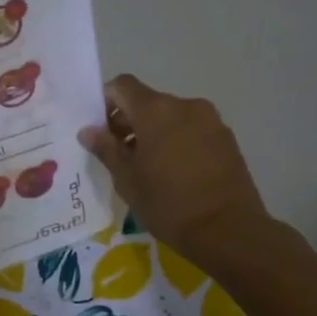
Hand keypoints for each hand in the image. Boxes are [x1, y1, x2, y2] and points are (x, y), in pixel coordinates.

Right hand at [79, 75, 272, 266]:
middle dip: (129, 121)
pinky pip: (192, 130)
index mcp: (156, 110)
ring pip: (171, 116)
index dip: (106, 101)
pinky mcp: (226, 138)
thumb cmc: (168, 203)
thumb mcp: (127, 179)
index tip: (100, 129)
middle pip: (148, 101)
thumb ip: (106, 149)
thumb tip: (88, 131)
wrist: (228, 230)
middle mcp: (185, 105)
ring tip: (148, 167)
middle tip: (118, 153)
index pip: (122, 85)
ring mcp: (210, 120)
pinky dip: (177, 141)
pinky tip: (174, 172)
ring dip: (154, 132)